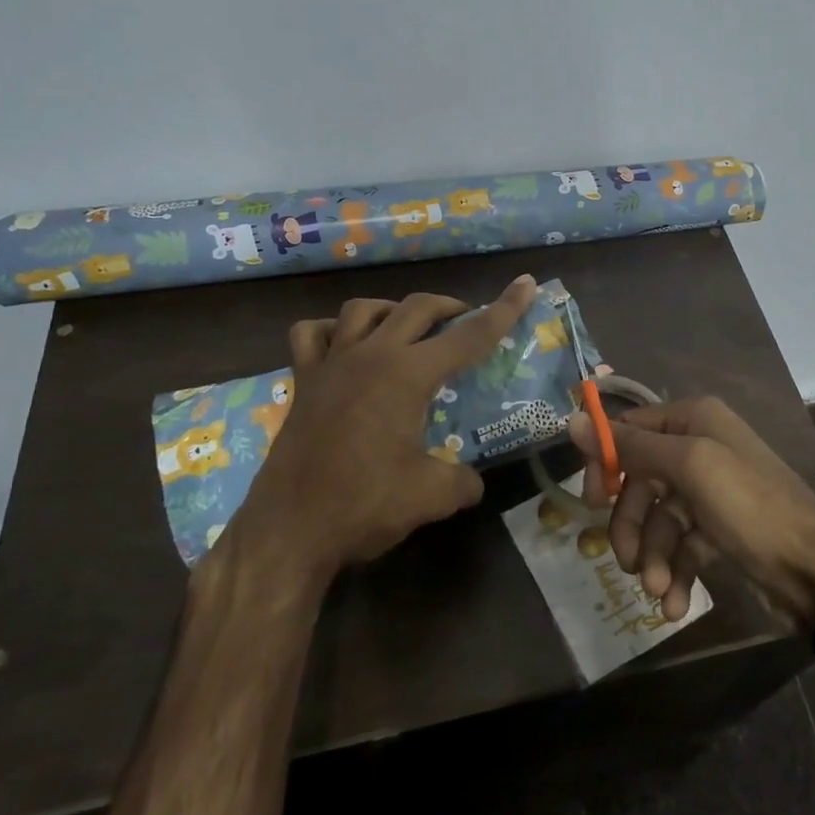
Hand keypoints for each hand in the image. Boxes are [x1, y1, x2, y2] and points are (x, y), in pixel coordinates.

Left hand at [219, 275, 538, 581]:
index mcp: (408, 375)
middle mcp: (371, 356)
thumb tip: (472, 481)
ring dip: (393, 310)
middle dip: (449, 306)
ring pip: (363, 309)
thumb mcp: (431, 496)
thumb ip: (462, 481)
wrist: (288, 531)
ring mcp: (331, 364)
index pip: (468, 336)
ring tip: (408, 328)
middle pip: (417, 308)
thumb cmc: (363, 505)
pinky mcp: (303, 382)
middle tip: (467, 320)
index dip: (503, 309)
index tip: (525, 284)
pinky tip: (344, 345)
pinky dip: (331, 330)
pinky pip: (312, 335)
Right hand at [572, 396, 814, 628]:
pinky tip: (674, 605)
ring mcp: (709, 490)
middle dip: (632, 525)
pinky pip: (681, 545)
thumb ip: (630, 446)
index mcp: (694, 419)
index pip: (630, 430)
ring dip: (653, 558)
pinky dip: (674, 573)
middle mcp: (700, 446)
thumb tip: (573, 419)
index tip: (593, 501)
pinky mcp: (717, 529)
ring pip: (658, 519)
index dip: (607, 464)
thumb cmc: (751, 507)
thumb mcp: (689, 467)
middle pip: (640, 480)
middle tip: (625, 561)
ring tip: (658, 592)